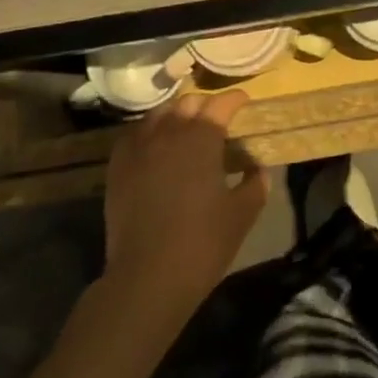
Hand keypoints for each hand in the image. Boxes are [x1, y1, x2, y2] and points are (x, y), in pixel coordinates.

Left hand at [102, 88, 269, 321]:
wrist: (146, 279)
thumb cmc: (201, 244)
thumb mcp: (241, 215)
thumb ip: (255, 185)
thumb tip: (258, 169)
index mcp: (202, 138)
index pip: (221, 104)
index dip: (235, 99)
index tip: (244, 102)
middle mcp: (170, 133)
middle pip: (189, 102)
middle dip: (206, 105)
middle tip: (217, 119)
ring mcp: (140, 148)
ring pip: (160, 114)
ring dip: (176, 114)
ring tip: (185, 129)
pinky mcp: (118, 167)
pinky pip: (134, 135)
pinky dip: (149, 132)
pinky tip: (155, 146)